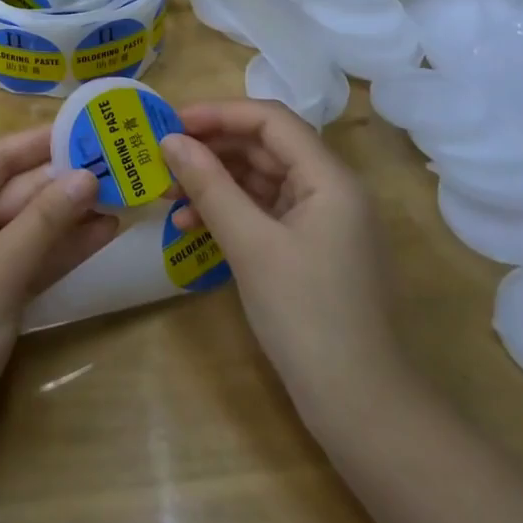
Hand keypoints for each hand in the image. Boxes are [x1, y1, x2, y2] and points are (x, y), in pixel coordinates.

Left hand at [0, 128, 119, 468]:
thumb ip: (44, 222)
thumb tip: (86, 176)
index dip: (37, 142)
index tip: (82, 128)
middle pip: (15, 194)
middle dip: (62, 182)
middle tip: (115, 166)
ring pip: (28, 228)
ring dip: (69, 216)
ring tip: (119, 198)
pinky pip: (31, 261)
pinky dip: (62, 250)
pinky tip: (101, 236)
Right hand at [163, 100, 409, 434]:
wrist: (361, 408)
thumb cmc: (307, 316)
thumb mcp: (251, 245)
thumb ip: (210, 186)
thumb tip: (170, 141)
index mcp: (328, 177)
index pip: (269, 120)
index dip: (218, 113)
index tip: (171, 123)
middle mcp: (329, 189)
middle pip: (264, 147)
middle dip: (211, 149)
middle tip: (161, 160)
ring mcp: (321, 221)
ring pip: (260, 180)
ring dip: (214, 183)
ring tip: (167, 196)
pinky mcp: (309, 249)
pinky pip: (263, 212)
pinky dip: (228, 213)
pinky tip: (191, 227)